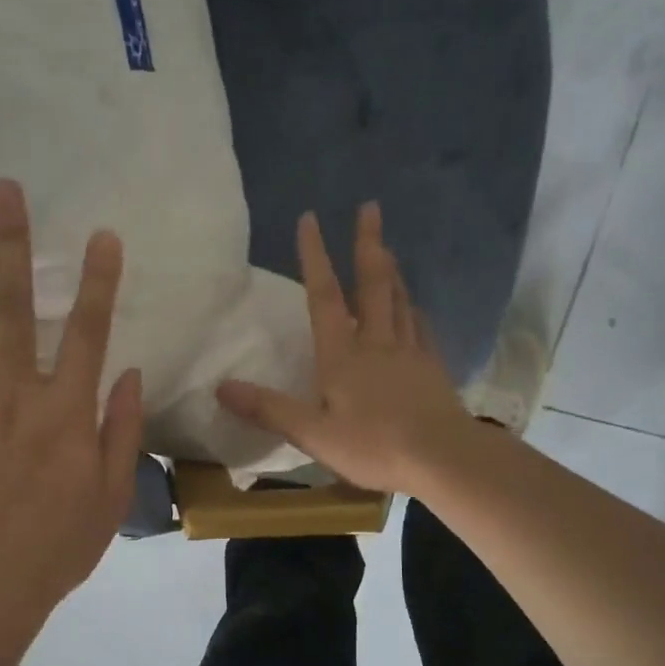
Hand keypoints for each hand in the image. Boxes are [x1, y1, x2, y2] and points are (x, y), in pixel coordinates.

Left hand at [0, 180, 143, 621]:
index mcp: (66, 412)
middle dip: (12, 244)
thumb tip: (130, 373)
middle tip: (5, 188)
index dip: (97, 282)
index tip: (101, 236)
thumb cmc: (56, 546)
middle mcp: (15, 393)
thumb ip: (121, 429)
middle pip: (15, 307)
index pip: (88, 333)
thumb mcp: (111, 495)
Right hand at [217, 204, 472, 494]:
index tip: (310, 219)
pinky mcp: (432, 368)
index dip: (315, 257)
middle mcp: (377, 342)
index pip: (324, 297)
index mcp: (343, 355)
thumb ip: (269, 409)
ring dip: (391, 270)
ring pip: (399, 300)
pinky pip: (420, 327)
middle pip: (372, 284)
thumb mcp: (313, 433)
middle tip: (370, 207)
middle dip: (368, 243)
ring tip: (386, 247)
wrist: (444, 458)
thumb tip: (221, 386)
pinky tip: (414, 308)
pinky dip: (412, 310)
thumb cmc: (375, 446)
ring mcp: (410, 352)